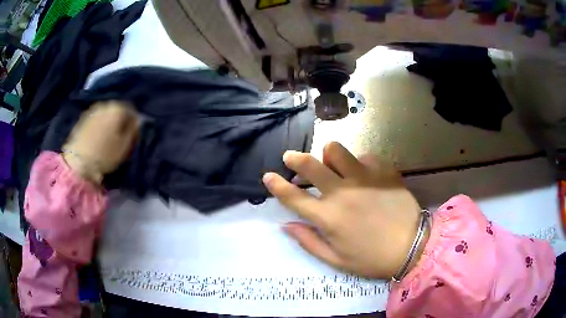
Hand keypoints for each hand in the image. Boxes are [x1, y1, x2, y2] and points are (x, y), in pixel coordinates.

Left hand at [62, 101, 138, 183]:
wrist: (78, 162)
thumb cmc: (105, 155)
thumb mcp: (125, 146)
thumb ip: (133, 130)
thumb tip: (137, 121)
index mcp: (118, 109)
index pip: (132, 111)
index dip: (134, 123)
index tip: (133, 136)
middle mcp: (105, 104)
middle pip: (118, 111)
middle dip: (120, 122)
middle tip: (121, 137)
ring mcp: (92, 110)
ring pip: (106, 114)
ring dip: (109, 123)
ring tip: (108, 138)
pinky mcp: (82, 118)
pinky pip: (96, 119)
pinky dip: (99, 125)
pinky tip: (98, 138)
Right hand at [262, 142, 427, 279]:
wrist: (413, 247)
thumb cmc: (372, 259)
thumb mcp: (336, 260)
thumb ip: (308, 242)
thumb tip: (286, 225)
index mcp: (328, 217)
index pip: (293, 197)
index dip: (276, 185)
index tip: (268, 176)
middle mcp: (342, 192)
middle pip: (310, 165)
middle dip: (295, 158)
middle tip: (291, 158)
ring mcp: (364, 178)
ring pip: (335, 149)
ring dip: (328, 156)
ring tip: (333, 165)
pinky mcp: (384, 171)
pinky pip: (364, 156)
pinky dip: (359, 163)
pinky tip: (364, 174)